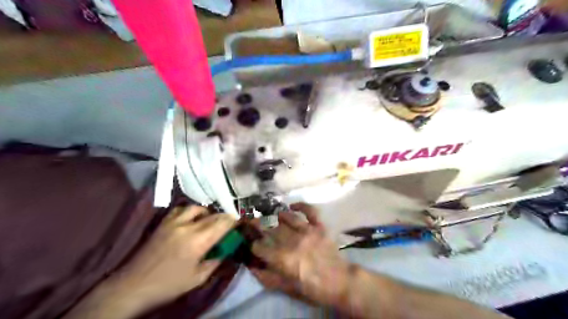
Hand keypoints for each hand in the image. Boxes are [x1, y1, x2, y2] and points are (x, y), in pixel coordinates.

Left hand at [114, 207, 237, 306]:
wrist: (133, 286)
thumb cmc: (169, 285)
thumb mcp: (198, 278)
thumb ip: (216, 260)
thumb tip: (227, 249)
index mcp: (199, 241)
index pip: (223, 223)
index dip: (234, 221)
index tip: (241, 222)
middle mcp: (188, 226)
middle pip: (213, 215)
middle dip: (224, 217)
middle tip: (229, 224)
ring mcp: (174, 222)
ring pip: (197, 208)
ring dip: (207, 213)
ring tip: (209, 221)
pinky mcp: (163, 223)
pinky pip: (180, 210)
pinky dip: (189, 212)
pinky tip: (190, 220)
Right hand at [250, 205, 353, 305]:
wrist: (340, 281)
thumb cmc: (313, 288)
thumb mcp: (288, 288)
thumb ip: (268, 278)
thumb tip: (252, 267)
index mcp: (283, 259)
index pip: (260, 247)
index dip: (254, 246)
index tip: (254, 246)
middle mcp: (293, 241)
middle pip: (272, 230)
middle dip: (262, 229)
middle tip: (258, 227)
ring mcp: (307, 231)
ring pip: (288, 218)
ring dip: (279, 217)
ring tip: (276, 218)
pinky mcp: (319, 226)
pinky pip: (310, 211)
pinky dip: (301, 206)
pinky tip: (292, 206)